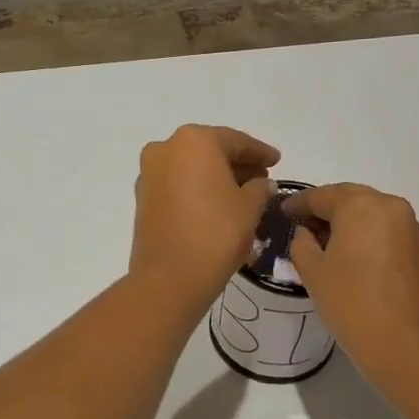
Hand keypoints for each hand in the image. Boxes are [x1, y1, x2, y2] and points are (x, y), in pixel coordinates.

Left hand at [130, 125, 278, 307]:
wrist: (169, 277)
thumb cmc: (216, 233)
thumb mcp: (249, 208)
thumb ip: (260, 188)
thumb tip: (262, 184)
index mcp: (195, 140)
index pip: (236, 141)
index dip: (259, 152)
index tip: (276, 161)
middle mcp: (166, 148)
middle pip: (210, 150)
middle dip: (237, 163)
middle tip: (262, 179)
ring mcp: (150, 172)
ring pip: (191, 167)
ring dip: (216, 176)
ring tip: (242, 194)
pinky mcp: (142, 196)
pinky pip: (177, 184)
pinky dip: (197, 188)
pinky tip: (216, 204)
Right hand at [286, 183, 418, 401]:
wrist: (406, 347)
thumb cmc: (352, 304)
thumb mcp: (313, 272)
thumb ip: (302, 243)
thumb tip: (306, 232)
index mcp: (361, 206)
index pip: (321, 196)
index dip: (297, 204)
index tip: (281, 213)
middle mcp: (389, 206)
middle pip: (349, 197)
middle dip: (324, 207)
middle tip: (301, 223)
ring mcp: (409, 226)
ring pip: (369, 211)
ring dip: (346, 219)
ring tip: (323, 239)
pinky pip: (384, 228)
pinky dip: (364, 232)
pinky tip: (349, 252)